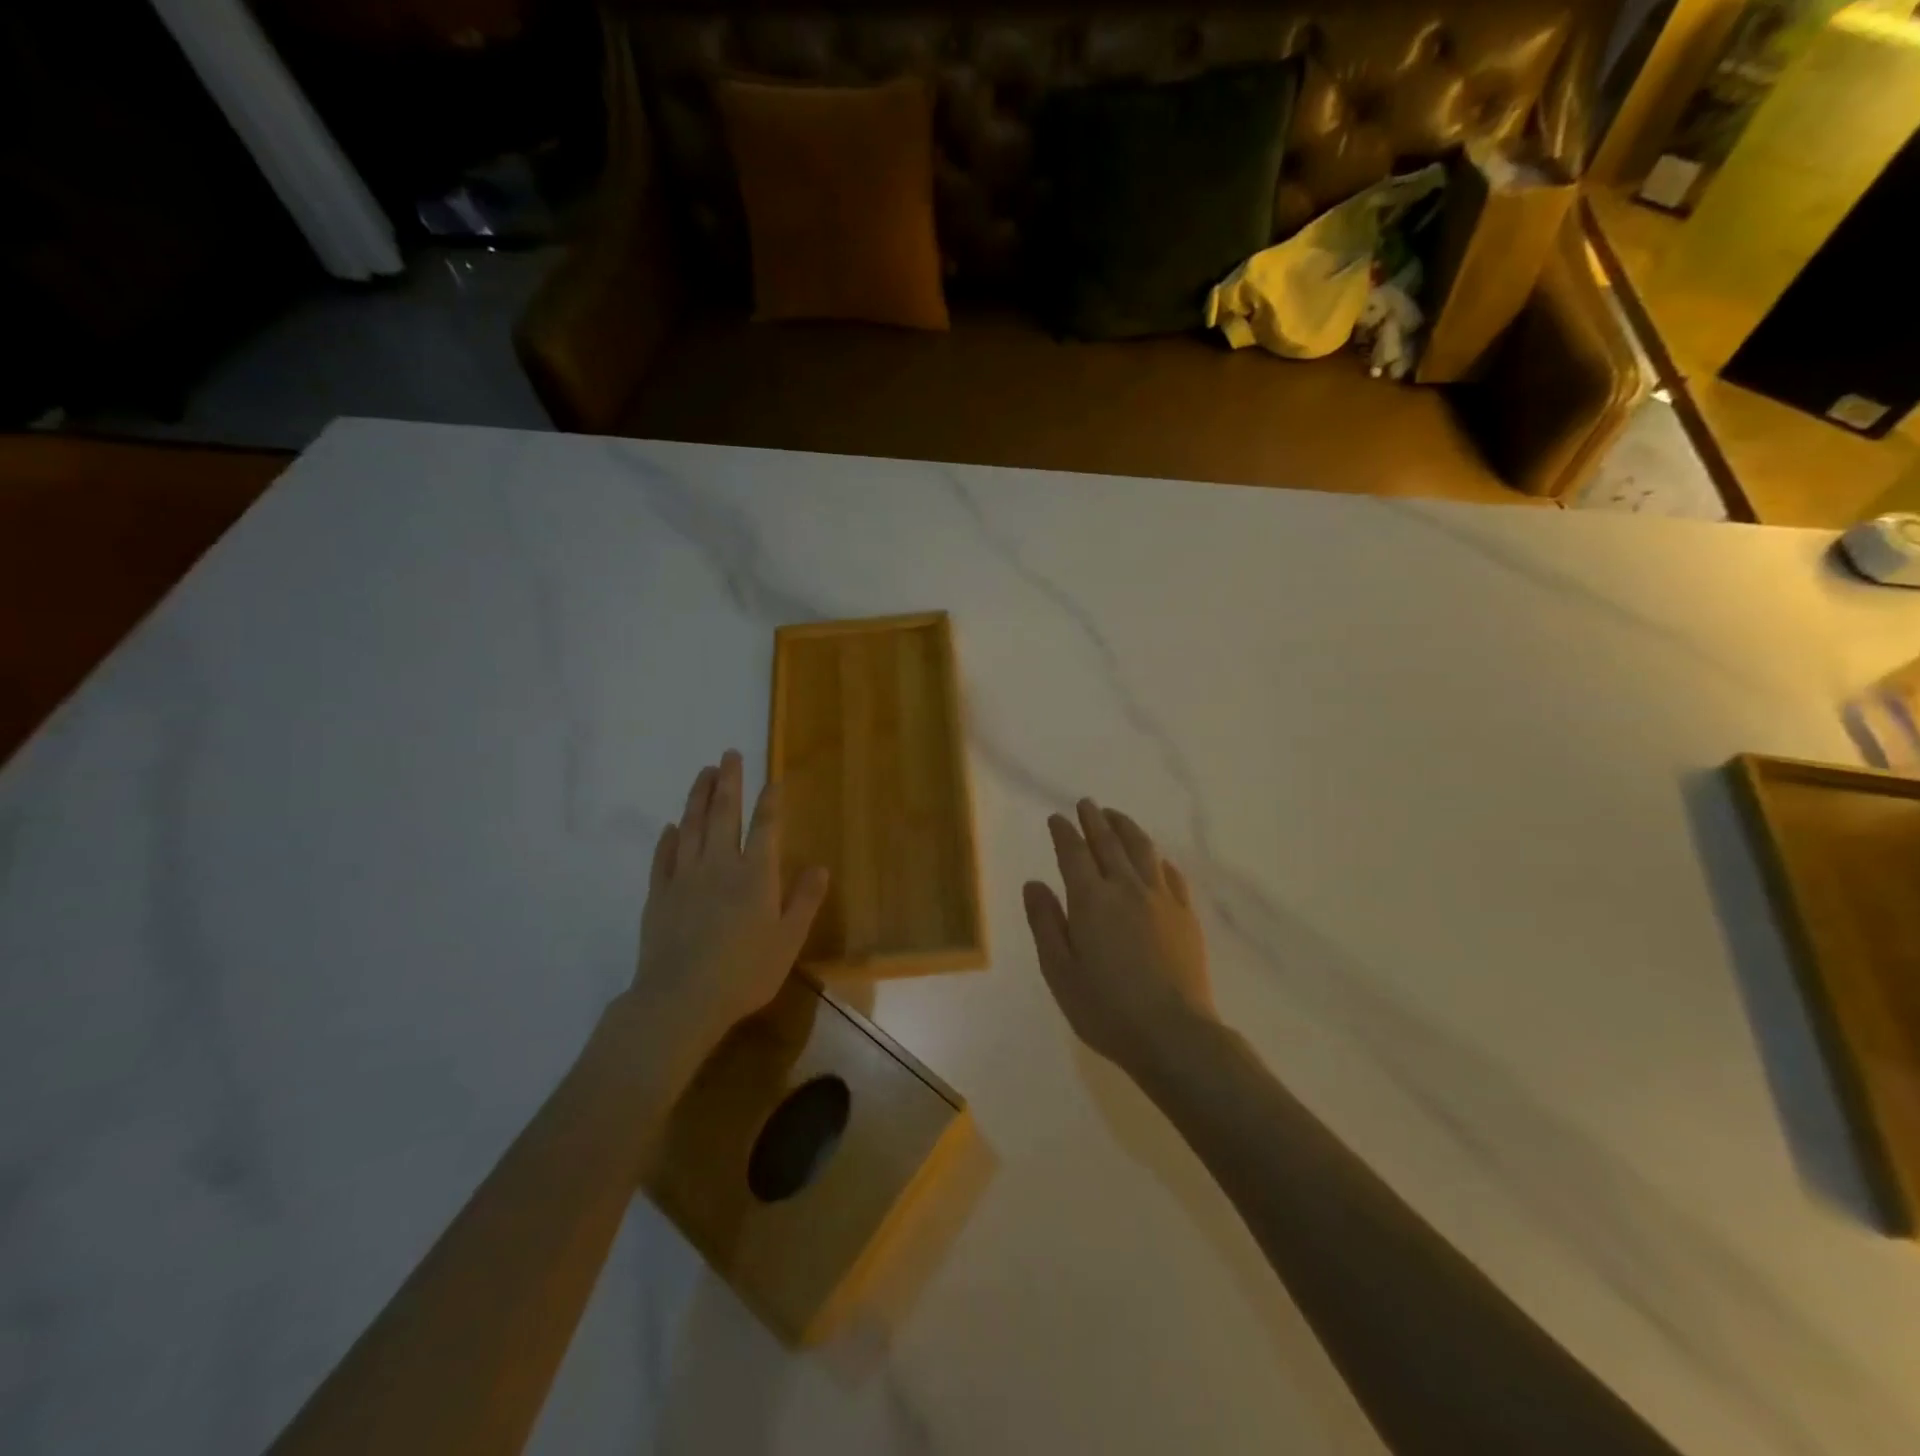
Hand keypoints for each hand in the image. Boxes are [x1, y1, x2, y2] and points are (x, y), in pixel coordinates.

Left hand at [623, 751, 829, 1071]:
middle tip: (729, 754)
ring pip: (691, 827)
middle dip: (729, 782)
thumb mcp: (788, 940)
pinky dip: (668, 839)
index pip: (765, 827)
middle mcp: (719, 865)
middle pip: (723, 814)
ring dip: (698, 797)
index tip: (772, 778)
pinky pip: (663, 858)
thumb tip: (820, 866)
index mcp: (755, 875)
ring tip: (703, 773)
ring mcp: (684, 878)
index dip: (770, 801)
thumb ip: (804, 900)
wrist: (681, 999)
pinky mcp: (659, 895)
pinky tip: (670, 827)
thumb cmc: (744, 972)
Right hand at [1023, 799, 1216, 1077]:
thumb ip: (1045, 923)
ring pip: (1142, 849)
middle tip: (1087, 803)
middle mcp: (1126, 888)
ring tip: (1116, 816)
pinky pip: (1171, 874)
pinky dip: (1157, 858)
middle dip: (1095, 819)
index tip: (1057, 818)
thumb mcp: (1059, 971)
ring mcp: (1161, 899)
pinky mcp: (1185, 915)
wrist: (1173, 1033)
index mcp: (1091, 900)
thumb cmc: (1106, 1008)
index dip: (1064, 832)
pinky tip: (1155, 858)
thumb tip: (1034, 883)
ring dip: (1127, 828)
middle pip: (1109, 842)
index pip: (1074, 853)